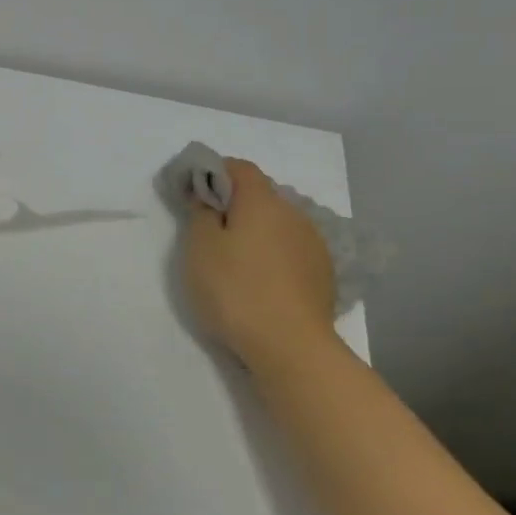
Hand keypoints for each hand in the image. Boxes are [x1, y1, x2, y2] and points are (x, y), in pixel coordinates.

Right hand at [184, 159, 340, 377]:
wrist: (291, 347)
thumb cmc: (236, 290)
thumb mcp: (199, 249)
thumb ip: (200, 213)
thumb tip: (207, 196)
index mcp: (262, 202)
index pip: (240, 168)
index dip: (214, 172)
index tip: (192, 193)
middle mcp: (294, 214)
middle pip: (260, 196)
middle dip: (233, 205)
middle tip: (207, 232)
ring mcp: (313, 245)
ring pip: (277, 225)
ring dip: (255, 232)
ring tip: (234, 262)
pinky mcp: (323, 274)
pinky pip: (290, 251)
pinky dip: (272, 255)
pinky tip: (259, 282)